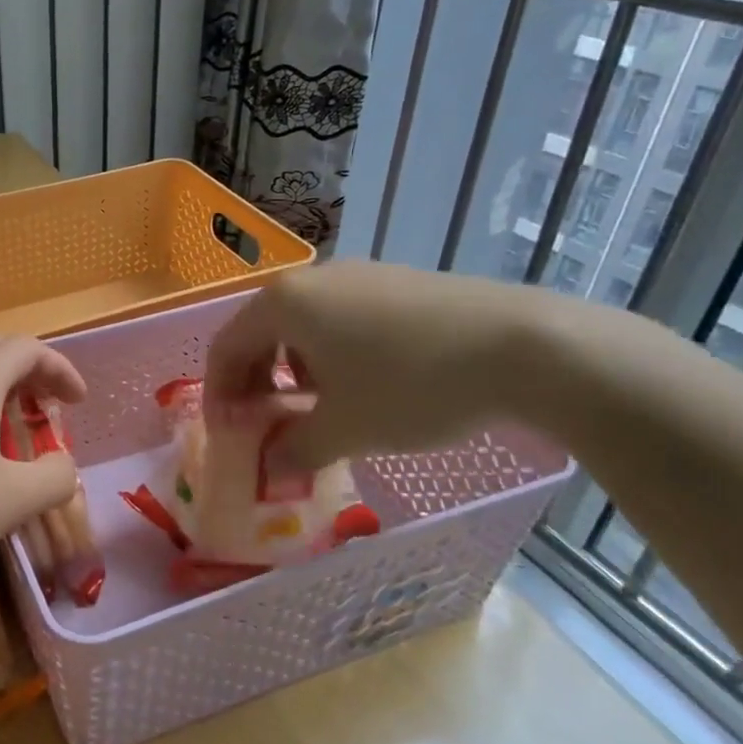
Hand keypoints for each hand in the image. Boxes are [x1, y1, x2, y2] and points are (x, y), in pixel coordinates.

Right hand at [204, 261, 549, 466]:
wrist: (523, 346)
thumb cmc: (411, 385)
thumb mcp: (345, 429)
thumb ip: (295, 449)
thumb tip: (271, 468)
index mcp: (283, 304)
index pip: (225, 347)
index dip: (219, 393)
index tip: (228, 432)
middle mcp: (312, 280)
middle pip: (259, 330)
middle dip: (254, 380)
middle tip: (263, 423)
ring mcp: (358, 275)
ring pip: (301, 324)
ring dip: (291, 368)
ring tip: (314, 407)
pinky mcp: (396, 282)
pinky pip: (340, 317)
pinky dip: (328, 352)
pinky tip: (360, 383)